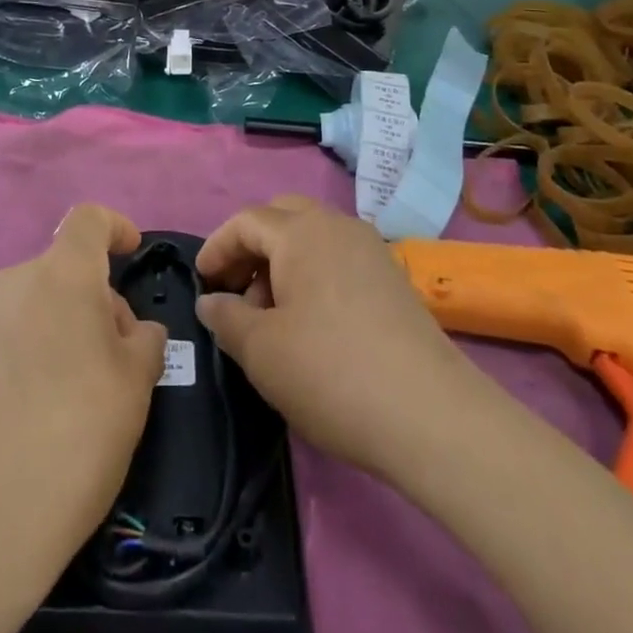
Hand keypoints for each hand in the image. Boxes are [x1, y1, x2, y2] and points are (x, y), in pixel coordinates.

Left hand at [0, 205, 166, 549]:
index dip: (114, 227)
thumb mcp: (138, 382)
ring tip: (56, 388)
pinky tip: (16, 407)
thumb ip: (144, 338)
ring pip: (23, 304)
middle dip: (85, 299)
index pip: (89, 219)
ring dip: (45, 326)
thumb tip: (133, 331)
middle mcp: (13, 280)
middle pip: (59, 270)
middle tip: (105, 355)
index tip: (129, 252)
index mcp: (64, 273)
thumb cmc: (81, 429)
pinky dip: (10, 353)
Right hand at [195, 196, 475, 481]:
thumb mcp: (261, 351)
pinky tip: (312, 324)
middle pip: (283, 217)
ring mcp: (371, 250)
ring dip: (283, 263)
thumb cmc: (331, 372)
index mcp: (301, 231)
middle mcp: (337, 225)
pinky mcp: (393, 279)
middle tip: (236, 290)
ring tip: (272, 316)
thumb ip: (227, 318)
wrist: (430, 415)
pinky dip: (314, 276)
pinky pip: (339, 259)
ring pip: (313, 238)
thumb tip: (211, 301)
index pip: (246, 221)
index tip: (202, 281)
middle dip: (252, 247)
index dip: (217, 247)